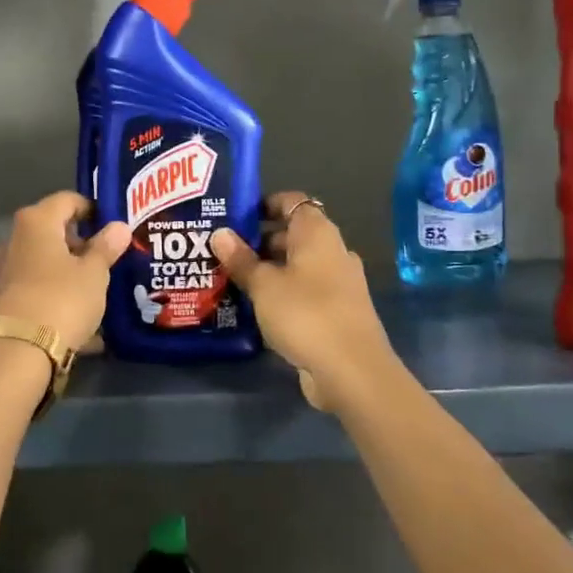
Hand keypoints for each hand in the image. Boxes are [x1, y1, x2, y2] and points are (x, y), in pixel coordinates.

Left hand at [0, 192, 130, 351]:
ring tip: (97, 290)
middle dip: (80, 244)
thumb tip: (119, 227)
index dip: (91, 209)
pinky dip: (59, 296)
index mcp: (37, 221)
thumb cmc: (62, 298)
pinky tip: (82, 318)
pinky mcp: (5, 299)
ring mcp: (6, 270)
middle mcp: (15, 239)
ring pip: (45, 262)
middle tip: (108, 260)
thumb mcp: (94, 273)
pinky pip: (39, 288)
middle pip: (53, 231)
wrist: (19, 350)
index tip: (112, 226)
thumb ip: (106, 247)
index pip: (67, 200)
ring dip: (69, 272)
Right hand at [212, 193, 396, 410]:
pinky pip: (304, 291)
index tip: (234, 216)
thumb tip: (220, 234)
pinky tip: (256, 308)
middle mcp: (333, 251)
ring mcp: (339, 283)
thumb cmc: (305, 314)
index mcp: (318, 233)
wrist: (352, 370)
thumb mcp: (263, 285)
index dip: (264, 204)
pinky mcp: (337, 312)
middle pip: (293, 235)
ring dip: (269, 270)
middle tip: (223, 251)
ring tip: (232, 279)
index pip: (292, 202)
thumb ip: (241, 259)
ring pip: (298, 266)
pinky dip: (282, 294)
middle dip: (259, 241)